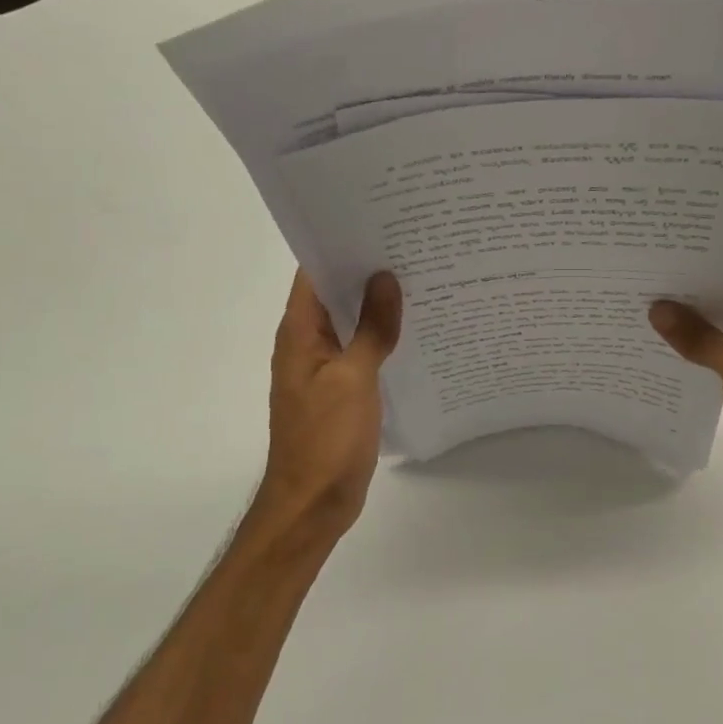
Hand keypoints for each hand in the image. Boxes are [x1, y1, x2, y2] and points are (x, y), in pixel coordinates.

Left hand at [252, 270, 401, 540]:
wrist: (313, 503)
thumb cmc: (326, 439)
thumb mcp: (353, 378)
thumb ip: (371, 328)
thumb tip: (385, 278)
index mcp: (299, 332)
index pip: (314, 272)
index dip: (342, 243)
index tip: (380, 220)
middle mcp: (307, 343)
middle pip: (335, 293)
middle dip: (368, 270)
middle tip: (414, 243)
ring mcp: (324, 367)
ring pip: (352, 322)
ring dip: (378, 304)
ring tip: (423, 276)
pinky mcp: (342, 389)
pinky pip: (362, 350)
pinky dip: (383, 336)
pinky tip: (416, 328)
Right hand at [648, 274, 722, 515]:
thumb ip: (700, 337)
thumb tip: (656, 309)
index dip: (714, 258)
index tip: (672, 247)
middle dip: (695, 288)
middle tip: (649, 270)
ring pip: (721, 324)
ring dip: (691, 318)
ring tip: (644, 297)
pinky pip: (715, 350)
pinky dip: (693, 345)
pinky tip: (657, 337)